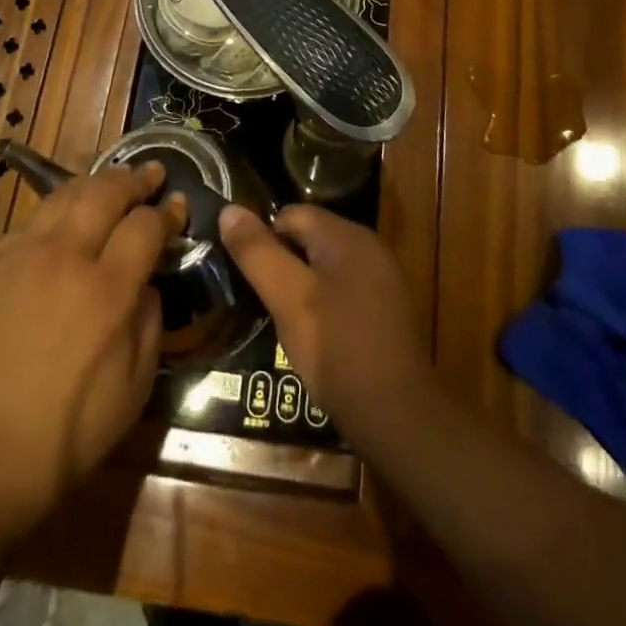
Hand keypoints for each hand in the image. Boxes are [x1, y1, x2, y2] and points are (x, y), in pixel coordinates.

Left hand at [0, 164, 185, 547]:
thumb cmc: (61, 439)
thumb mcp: (132, 391)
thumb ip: (149, 324)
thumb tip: (148, 283)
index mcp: (106, 291)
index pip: (146, 224)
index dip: (168, 211)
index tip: (178, 204)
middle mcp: (63, 258)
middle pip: (105, 191)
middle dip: (135, 179)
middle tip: (151, 174)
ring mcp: (19, 257)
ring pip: (63, 196)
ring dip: (95, 185)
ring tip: (110, 186)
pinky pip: (29, 223)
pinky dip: (56, 213)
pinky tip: (61, 226)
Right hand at [218, 204, 434, 445]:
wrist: (396, 415)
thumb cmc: (336, 348)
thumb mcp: (288, 298)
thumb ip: (258, 252)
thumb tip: (229, 210)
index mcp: (347, 235)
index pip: (291, 214)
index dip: (263, 239)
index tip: (245, 274)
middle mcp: (368, 246)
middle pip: (310, 237)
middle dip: (282, 262)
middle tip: (260, 299)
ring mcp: (381, 277)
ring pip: (325, 265)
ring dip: (300, 285)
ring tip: (281, 319)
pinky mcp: (385, 308)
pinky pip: (343, 288)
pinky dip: (323, 302)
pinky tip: (313, 334)